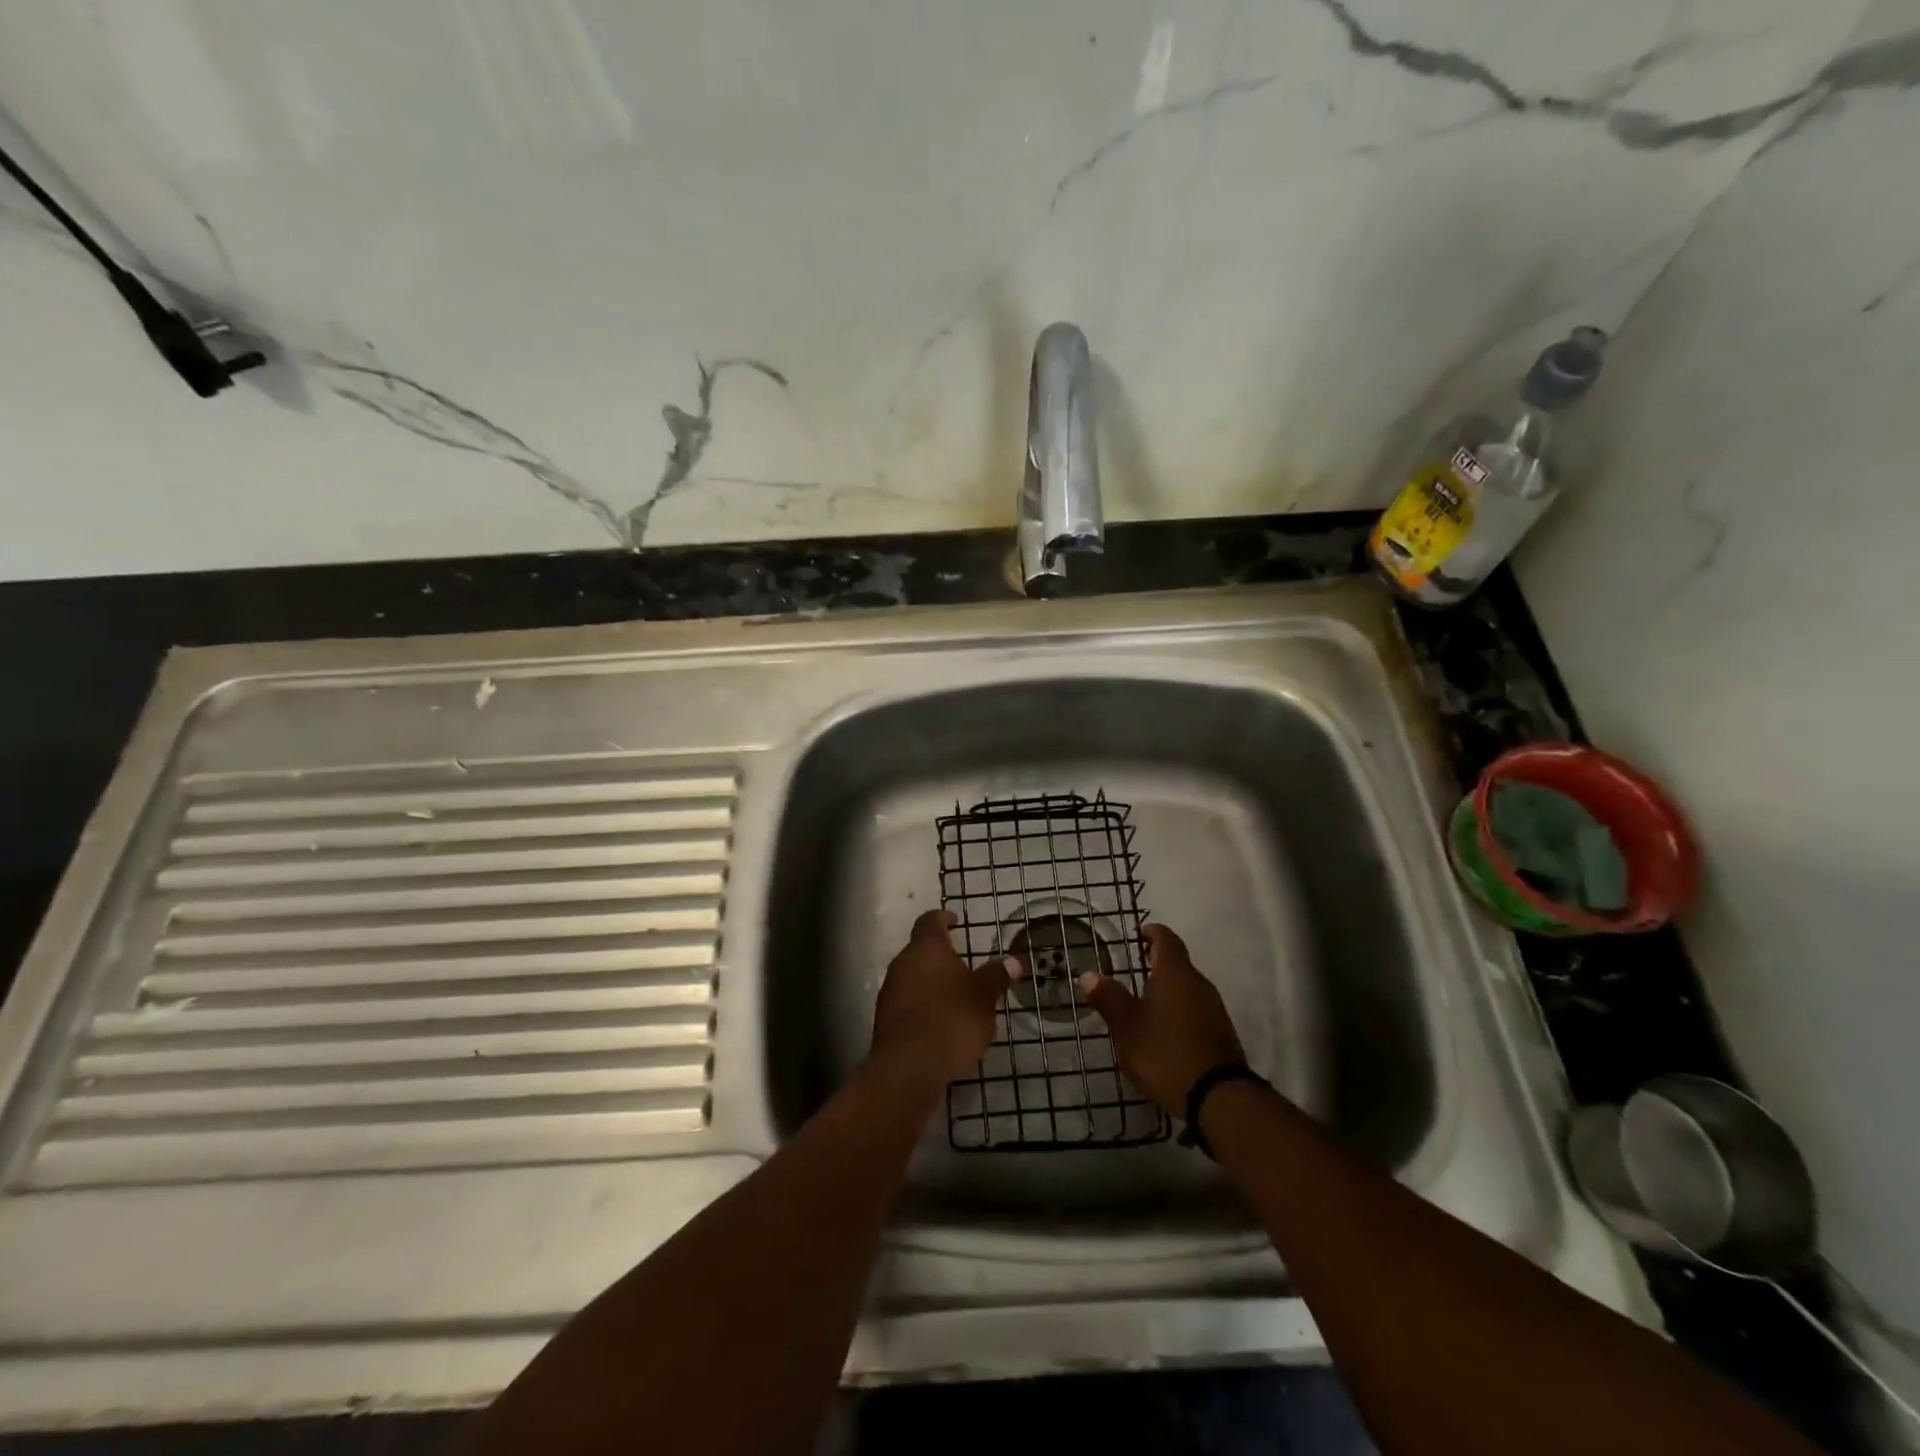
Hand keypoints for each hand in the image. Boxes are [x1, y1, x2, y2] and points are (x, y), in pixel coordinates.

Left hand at [870, 910, 1023, 1090]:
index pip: (930, 921)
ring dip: (931, 981)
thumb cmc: (950, 1021)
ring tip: (956, 997)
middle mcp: (903, 963)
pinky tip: (940, 1022)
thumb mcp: (984, 998)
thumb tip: (1013, 960)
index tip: (956, 922)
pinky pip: (907, 1001)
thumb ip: (996, 976)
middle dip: (941, 955)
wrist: (908, 1069)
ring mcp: (890, 990)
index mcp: (926, 948)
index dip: (944, 918)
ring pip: (913, 976)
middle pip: (920, 949)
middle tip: (964, 964)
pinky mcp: (885, 1019)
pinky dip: (923, 1003)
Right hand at [1077, 924, 1244, 1115]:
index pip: (1166, 939)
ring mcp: (1215, 1009)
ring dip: (1170, 989)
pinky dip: (1180, 1010)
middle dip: (1158, 963)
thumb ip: (1109, 998)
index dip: (1152, 933)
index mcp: (1175, 974)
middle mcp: (1199, 984)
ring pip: (1189, 988)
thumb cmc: (1165, 1053)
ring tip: (1147, 1002)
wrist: (1218, 1098)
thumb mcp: (1127, 1027)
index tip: (1139, 933)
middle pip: (1179, 963)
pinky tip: (1166, 1030)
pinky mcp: (1222, 1033)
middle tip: (1136, 969)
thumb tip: (1088, 974)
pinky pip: (1197, 1010)